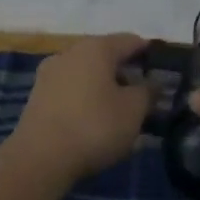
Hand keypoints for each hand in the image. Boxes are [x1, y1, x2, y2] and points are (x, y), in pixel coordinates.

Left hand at [11, 33, 151, 183]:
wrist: (38, 159)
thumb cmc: (94, 127)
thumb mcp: (133, 111)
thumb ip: (148, 92)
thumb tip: (152, 82)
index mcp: (97, 47)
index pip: (131, 41)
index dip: (149, 54)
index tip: (163, 71)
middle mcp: (71, 52)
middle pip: (106, 55)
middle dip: (126, 72)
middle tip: (143, 95)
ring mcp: (50, 73)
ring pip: (86, 72)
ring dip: (104, 85)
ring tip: (119, 110)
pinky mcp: (37, 95)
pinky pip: (70, 89)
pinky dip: (85, 98)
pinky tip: (93, 119)